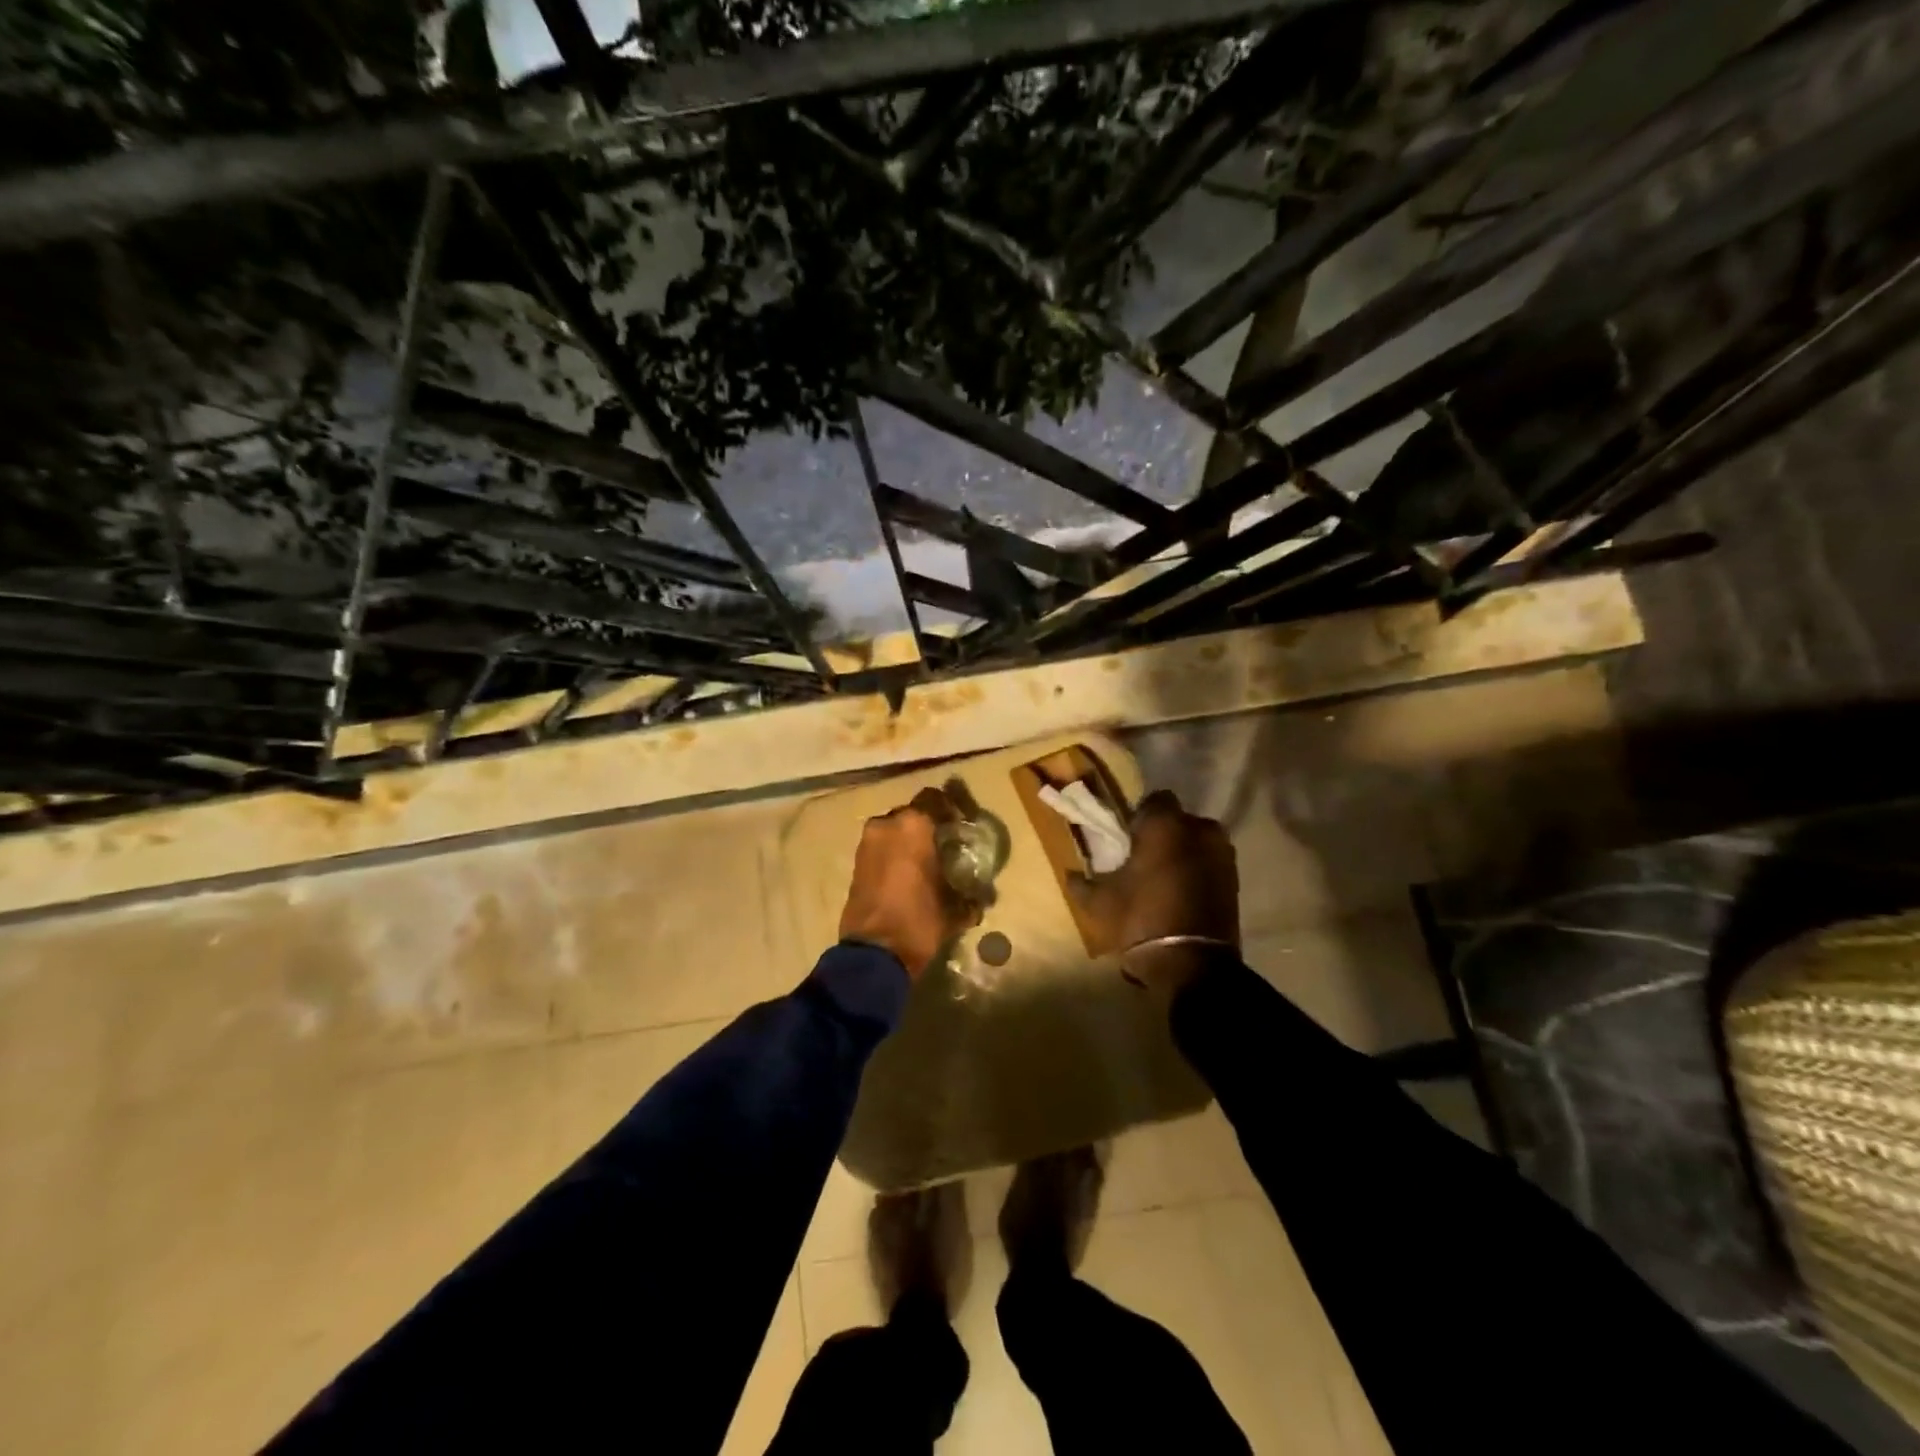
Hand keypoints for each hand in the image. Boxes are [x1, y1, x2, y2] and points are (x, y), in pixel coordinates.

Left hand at [839, 787, 979, 977]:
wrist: (874, 953)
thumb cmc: (918, 921)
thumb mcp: (953, 910)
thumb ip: (969, 897)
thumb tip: (980, 899)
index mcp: (913, 826)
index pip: (935, 799)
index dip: (951, 809)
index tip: (963, 824)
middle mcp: (887, 825)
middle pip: (913, 814)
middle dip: (929, 827)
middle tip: (946, 845)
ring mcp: (867, 843)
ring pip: (895, 831)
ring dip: (909, 841)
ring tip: (927, 862)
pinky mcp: (856, 862)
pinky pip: (881, 848)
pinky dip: (894, 855)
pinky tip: (909, 875)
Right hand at [1069, 790, 1238, 1001]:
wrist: (1191, 965)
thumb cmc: (1140, 920)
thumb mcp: (1099, 903)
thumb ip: (1082, 883)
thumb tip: (1072, 875)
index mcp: (1166, 825)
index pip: (1155, 800)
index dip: (1140, 816)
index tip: (1127, 838)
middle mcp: (1200, 830)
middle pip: (1179, 821)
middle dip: (1164, 835)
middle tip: (1144, 859)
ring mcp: (1223, 855)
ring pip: (1197, 843)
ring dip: (1183, 853)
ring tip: (1164, 879)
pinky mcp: (1235, 880)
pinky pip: (1210, 864)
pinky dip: (1198, 872)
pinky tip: (1181, 894)